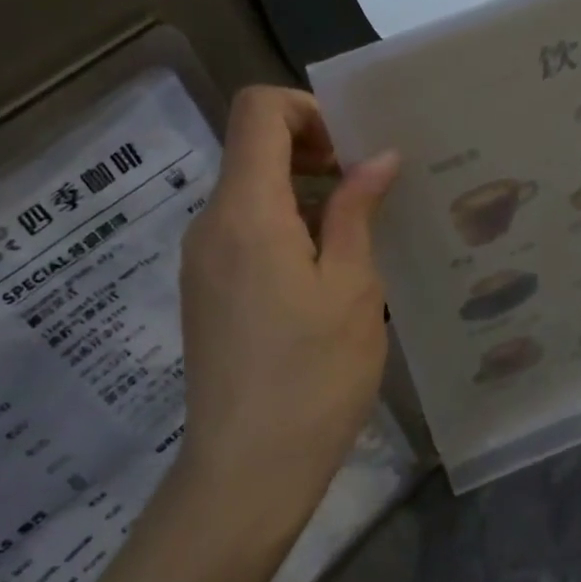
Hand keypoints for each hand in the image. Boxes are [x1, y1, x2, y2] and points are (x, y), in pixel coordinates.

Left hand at [177, 87, 398, 529]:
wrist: (246, 472)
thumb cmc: (312, 377)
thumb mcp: (352, 288)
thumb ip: (357, 211)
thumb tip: (378, 157)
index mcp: (245, 211)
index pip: (258, 110)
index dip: (308, 109)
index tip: (353, 148)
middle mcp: (210, 224)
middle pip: (253, 147)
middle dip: (314, 150)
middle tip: (370, 187)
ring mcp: (201, 260)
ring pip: (251, 191)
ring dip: (304, 192)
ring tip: (359, 233)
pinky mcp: (206, 290)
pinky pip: (244, 230)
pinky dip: (286, 225)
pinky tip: (326, 271)